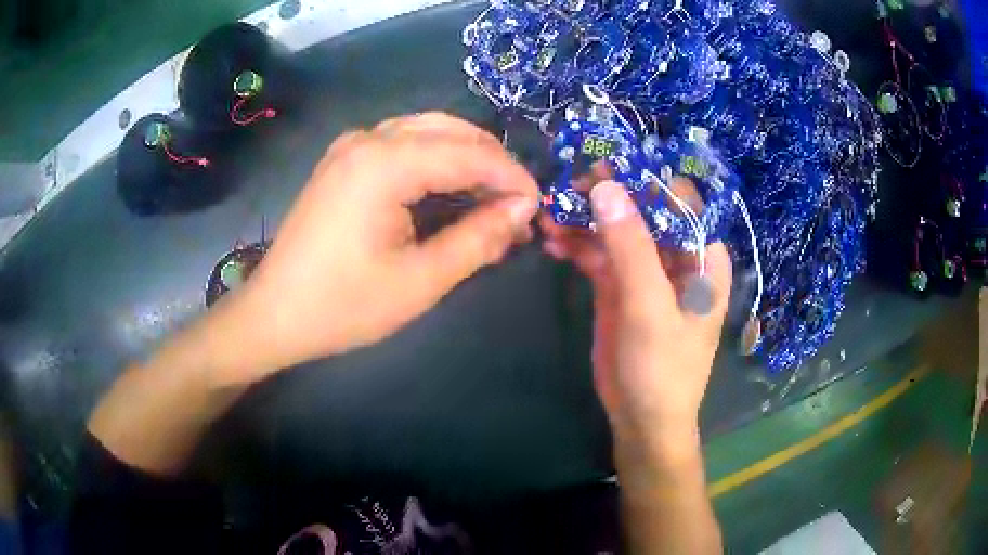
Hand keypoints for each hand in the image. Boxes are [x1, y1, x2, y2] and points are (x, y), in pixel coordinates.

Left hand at [217, 113, 538, 384]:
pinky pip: (402, 143)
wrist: (274, 314)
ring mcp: (351, 146)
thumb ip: (478, 239)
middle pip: (450, 130)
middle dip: (491, 161)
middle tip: (516, 203)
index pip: (469, 153)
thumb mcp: (419, 281)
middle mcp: (368, 139)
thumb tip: (522, 211)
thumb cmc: (343, 306)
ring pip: (427, 130)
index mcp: (384, 163)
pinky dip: (435, 159)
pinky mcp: (343, 160)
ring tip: (491, 195)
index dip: (511, 176)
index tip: (538, 206)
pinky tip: (449, 186)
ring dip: (465, 156)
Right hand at [540, 179, 730, 449]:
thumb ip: (631, 246)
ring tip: (548, 218)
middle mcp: (676, 255)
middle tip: (566, 189)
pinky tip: (551, 242)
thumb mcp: (649, 307)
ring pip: (615, 229)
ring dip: (583, 220)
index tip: (602, 168)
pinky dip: (576, 244)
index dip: (643, 179)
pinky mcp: (620, 286)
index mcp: (702, 255)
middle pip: (641, 209)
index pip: (678, 199)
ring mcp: (645, 270)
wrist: (642, 420)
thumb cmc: (662, 369)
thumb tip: (606, 186)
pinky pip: (598, 253)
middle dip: (604, 197)